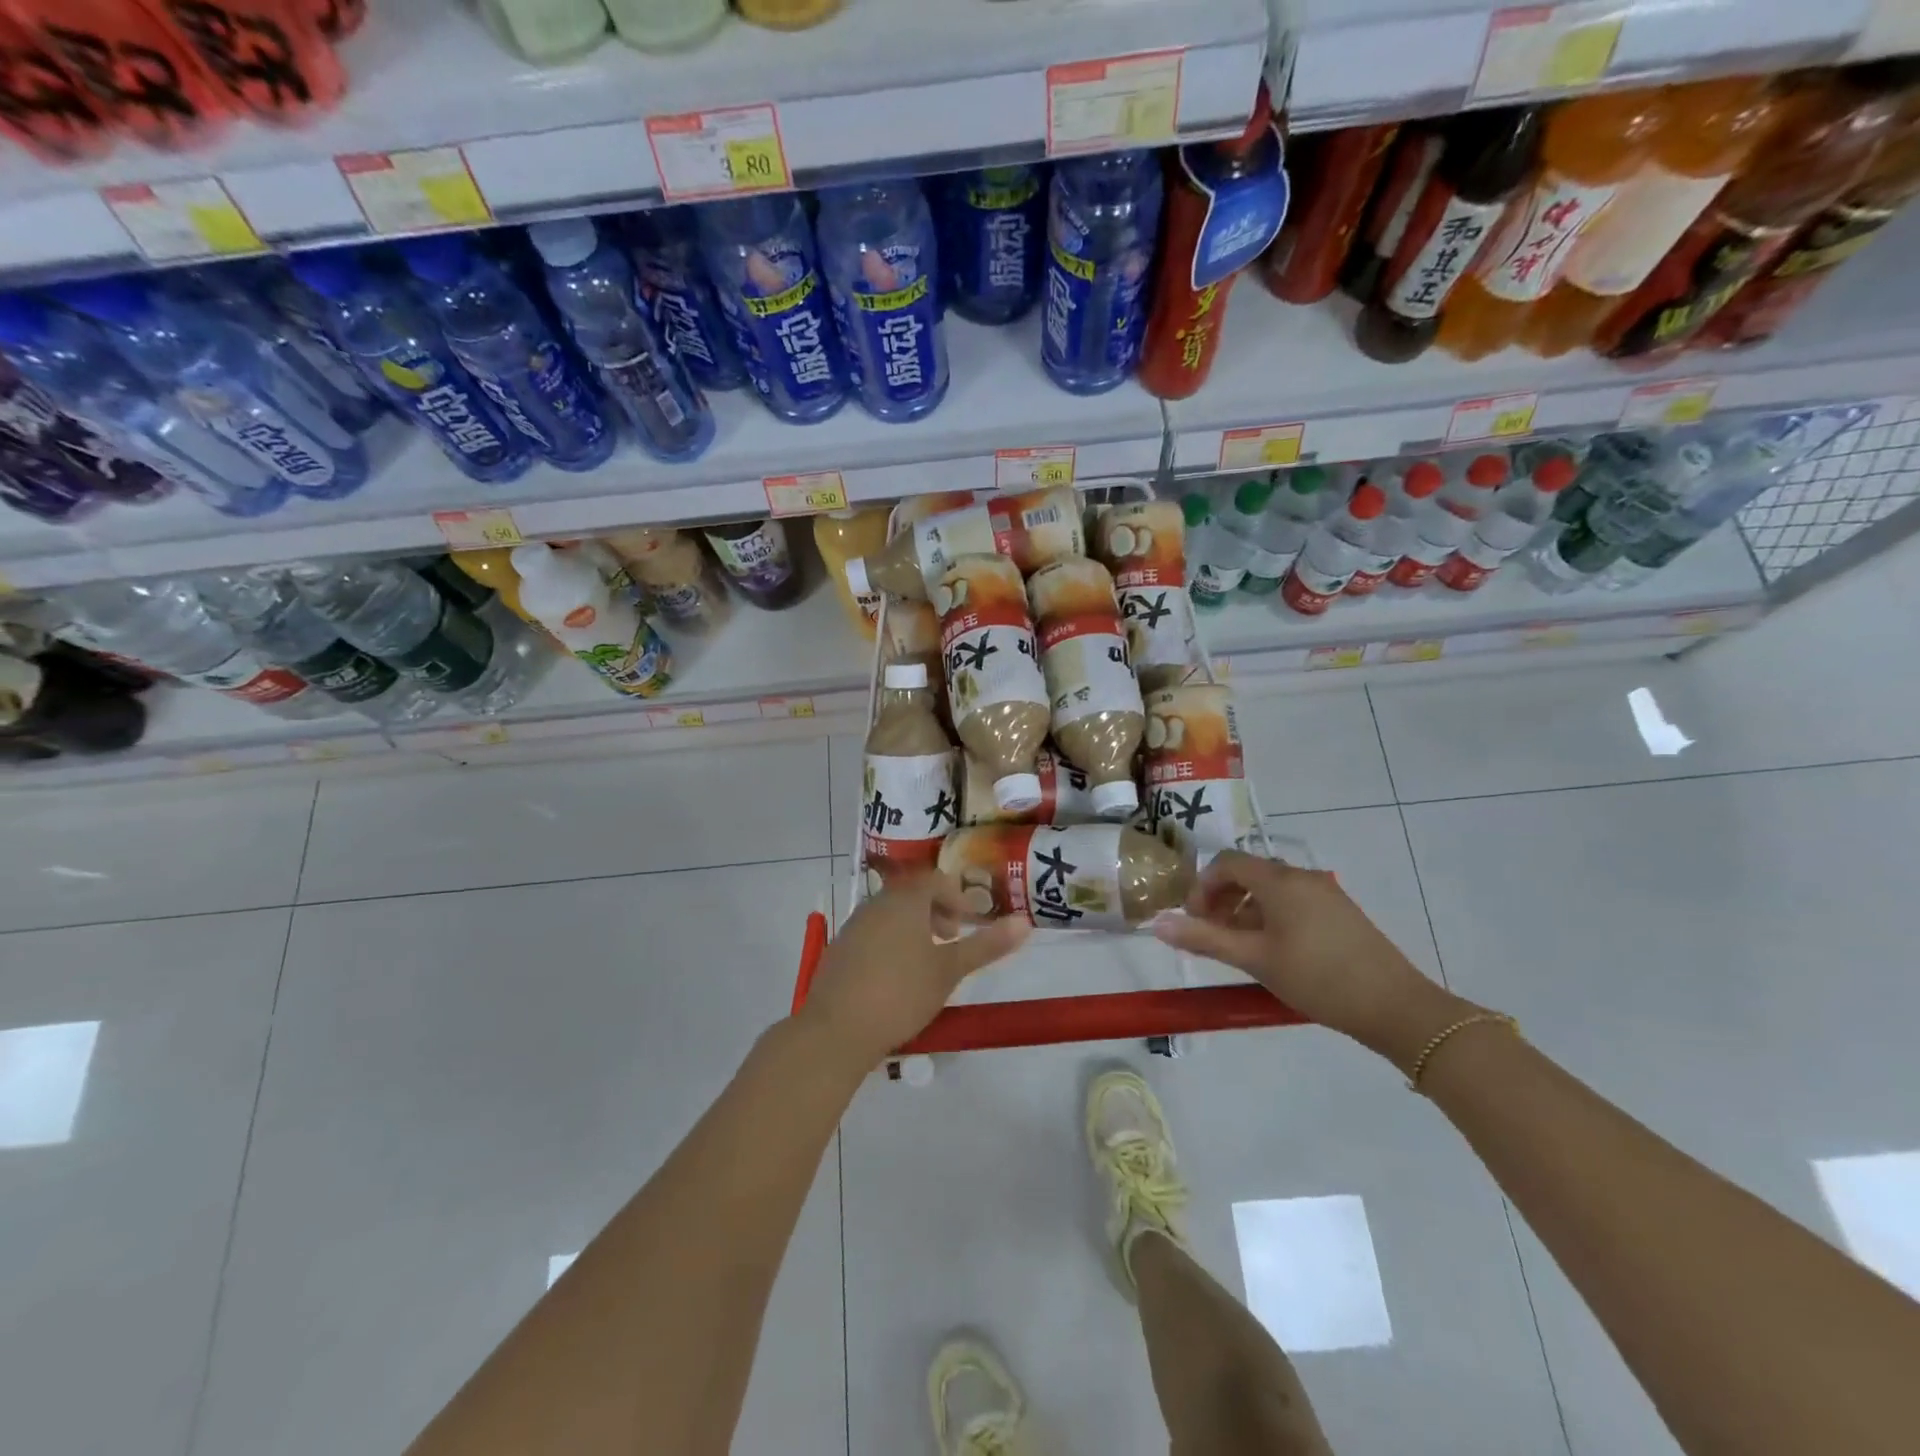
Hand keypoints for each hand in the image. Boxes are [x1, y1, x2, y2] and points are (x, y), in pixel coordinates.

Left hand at [797, 871, 1030, 1069]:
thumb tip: (1025, 922)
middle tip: (954, 938)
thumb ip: (986, 945)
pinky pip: (873, 932)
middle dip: (937, 911)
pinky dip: (892, 941)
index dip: (957, 897)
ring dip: (914, 927)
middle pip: (912, 894)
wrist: (836, 1029)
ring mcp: (854, 925)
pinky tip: (897, 976)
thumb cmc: (901, 993)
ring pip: (891, 913)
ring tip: (929, 960)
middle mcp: (877, 904)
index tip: (971, 923)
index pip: (935, 880)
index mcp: (905, 900)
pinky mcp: (839, 949)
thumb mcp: (950, 970)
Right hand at [1150, 851, 1468, 1064]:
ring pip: (1272, 889)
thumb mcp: (1254, 959)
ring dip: (1246, 909)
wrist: (1396, 1007)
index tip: (1194, 919)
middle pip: (1249, 873)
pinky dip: (1272, 916)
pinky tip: (1274, 952)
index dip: (1202, 886)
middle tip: (1212, 934)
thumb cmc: (1316, 978)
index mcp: (1279, 880)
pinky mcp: (1341, 913)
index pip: (1227, 862)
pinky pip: (1294, 902)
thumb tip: (1156, 923)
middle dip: (1222, 898)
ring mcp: (1326, 893)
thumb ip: (1204, 938)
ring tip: (1239, 947)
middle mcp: (1302, 876)